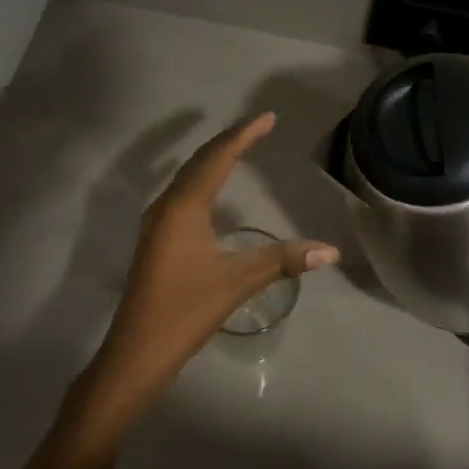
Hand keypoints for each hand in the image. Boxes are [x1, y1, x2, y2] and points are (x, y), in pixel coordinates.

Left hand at [82, 113, 338, 416]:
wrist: (137, 350)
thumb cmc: (185, 310)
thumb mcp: (237, 283)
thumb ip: (282, 261)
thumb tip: (330, 250)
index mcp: (184, 207)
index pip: (218, 158)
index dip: (243, 135)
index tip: (268, 117)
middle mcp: (166, 206)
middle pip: (199, 162)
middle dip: (229, 141)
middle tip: (258, 127)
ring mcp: (157, 223)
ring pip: (187, 177)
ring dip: (213, 159)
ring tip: (239, 148)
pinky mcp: (156, 239)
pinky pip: (182, 194)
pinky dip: (202, 180)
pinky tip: (212, 192)